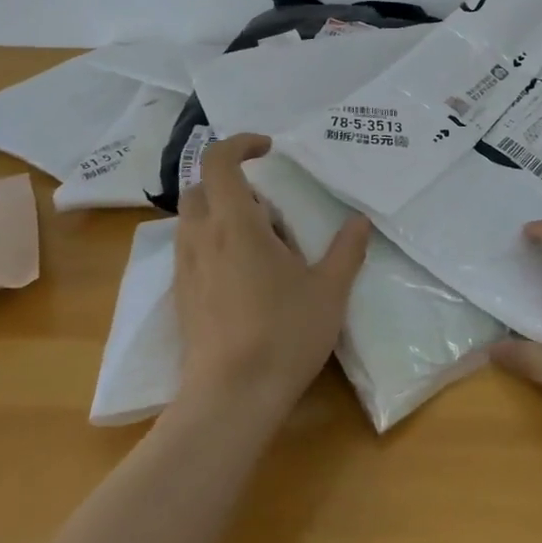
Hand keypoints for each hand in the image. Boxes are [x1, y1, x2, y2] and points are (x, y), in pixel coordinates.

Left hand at [172, 134, 370, 424]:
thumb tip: (360, 221)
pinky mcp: (181, 296)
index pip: (219, 161)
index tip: (268, 149)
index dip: (240, 144)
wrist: (230, 399)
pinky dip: (215, 246)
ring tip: (263, 249)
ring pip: (193, 221)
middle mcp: (201, 238)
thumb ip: (346, 250)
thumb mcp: (329, 291)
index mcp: (236, 224)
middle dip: (232, 185)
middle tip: (271, 212)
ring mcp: (185, 269)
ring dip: (223, 217)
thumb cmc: (284, 334)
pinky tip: (246, 280)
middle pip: (201, 188)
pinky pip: (192, 252)